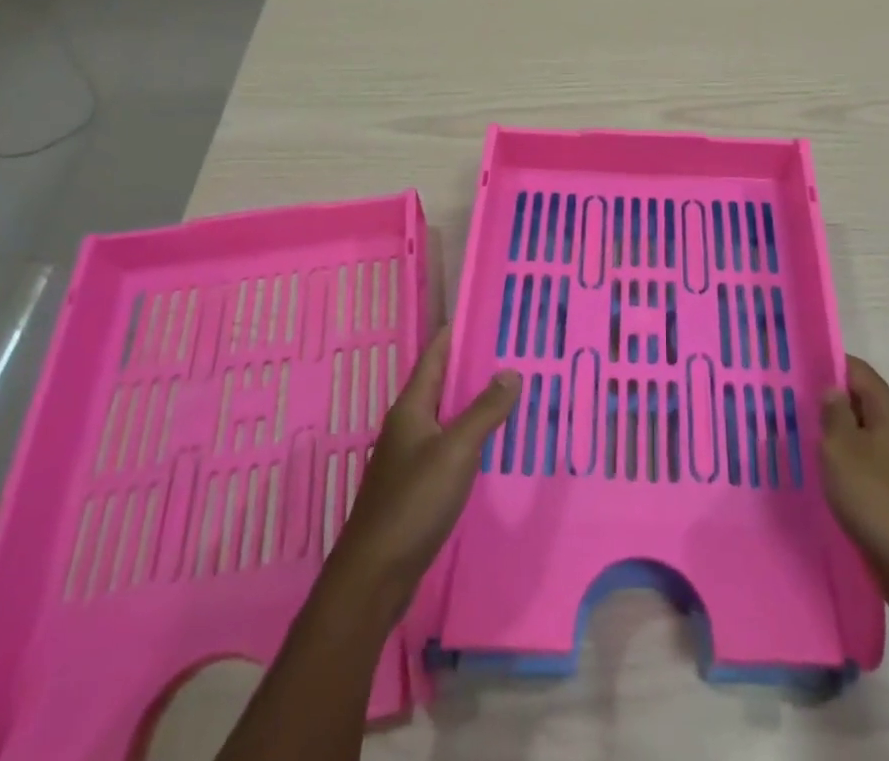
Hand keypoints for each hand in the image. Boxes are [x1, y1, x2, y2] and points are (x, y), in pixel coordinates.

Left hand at [326, 329, 519, 616]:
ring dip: (474, 401)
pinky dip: (471, 434)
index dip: (458, 331)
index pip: (435, 354)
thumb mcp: (456, 450)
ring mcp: (410, 456)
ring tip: (511, 390)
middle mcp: (408, 424)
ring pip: (447, 415)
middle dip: (473, 366)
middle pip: (442, 383)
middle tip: (513, 350)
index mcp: (411, 407)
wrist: (375, 575)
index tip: (487, 313)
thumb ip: (484, 410)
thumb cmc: (414, 502)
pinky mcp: (417, 485)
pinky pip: (449, 445)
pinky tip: (493, 442)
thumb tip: (510, 371)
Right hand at [820, 355, 888, 594]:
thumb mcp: (840, 449)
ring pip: (871, 434)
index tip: (798, 374)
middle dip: (833, 404)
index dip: (828, 366)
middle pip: (865, 401)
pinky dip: (858, 464)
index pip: (857, 370)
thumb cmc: (876, 500)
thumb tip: (834, 391)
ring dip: (844, 437)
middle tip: (796, 412)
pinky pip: (879, 463)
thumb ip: (833, 412)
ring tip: (811, 447)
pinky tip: (838, 482)